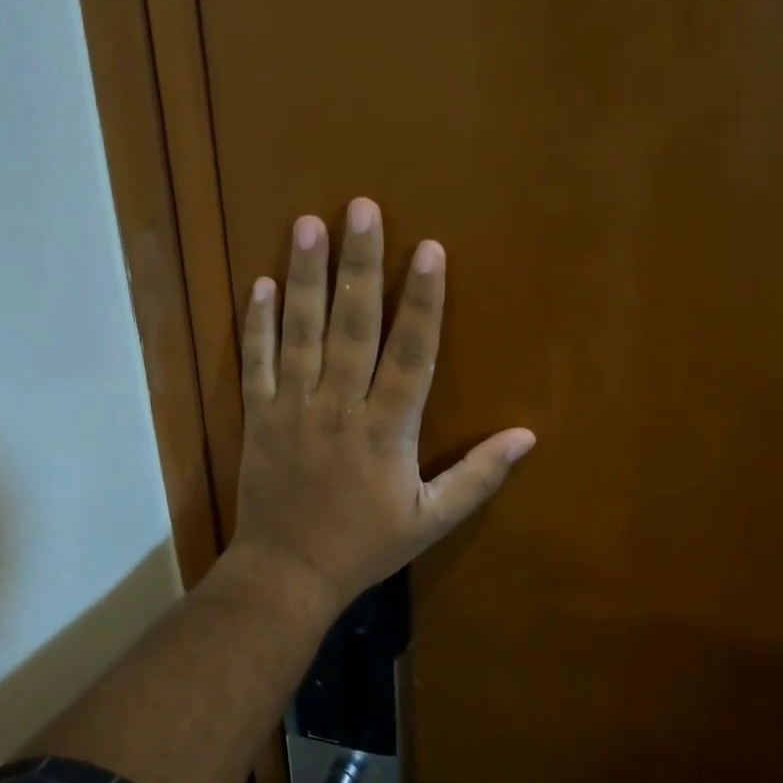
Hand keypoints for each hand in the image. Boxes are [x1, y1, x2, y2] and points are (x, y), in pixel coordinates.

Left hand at [229, 198, 534, 612]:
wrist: (288, 574)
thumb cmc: (365, 546)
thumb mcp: (431, 520)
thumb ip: (478, 476)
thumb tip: (527, 437)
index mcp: (386, 430)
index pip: (411, 354)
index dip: (422, 301)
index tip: (429, 249)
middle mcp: (339, 407)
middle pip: (353, 326)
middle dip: (360, 265)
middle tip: (360, 208)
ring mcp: (292, 408)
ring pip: (301, 332)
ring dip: (305, 277)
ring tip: (307, 224)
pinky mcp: (258, 416)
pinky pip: (256, 362)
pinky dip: (257, 323)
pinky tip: (261, 283)